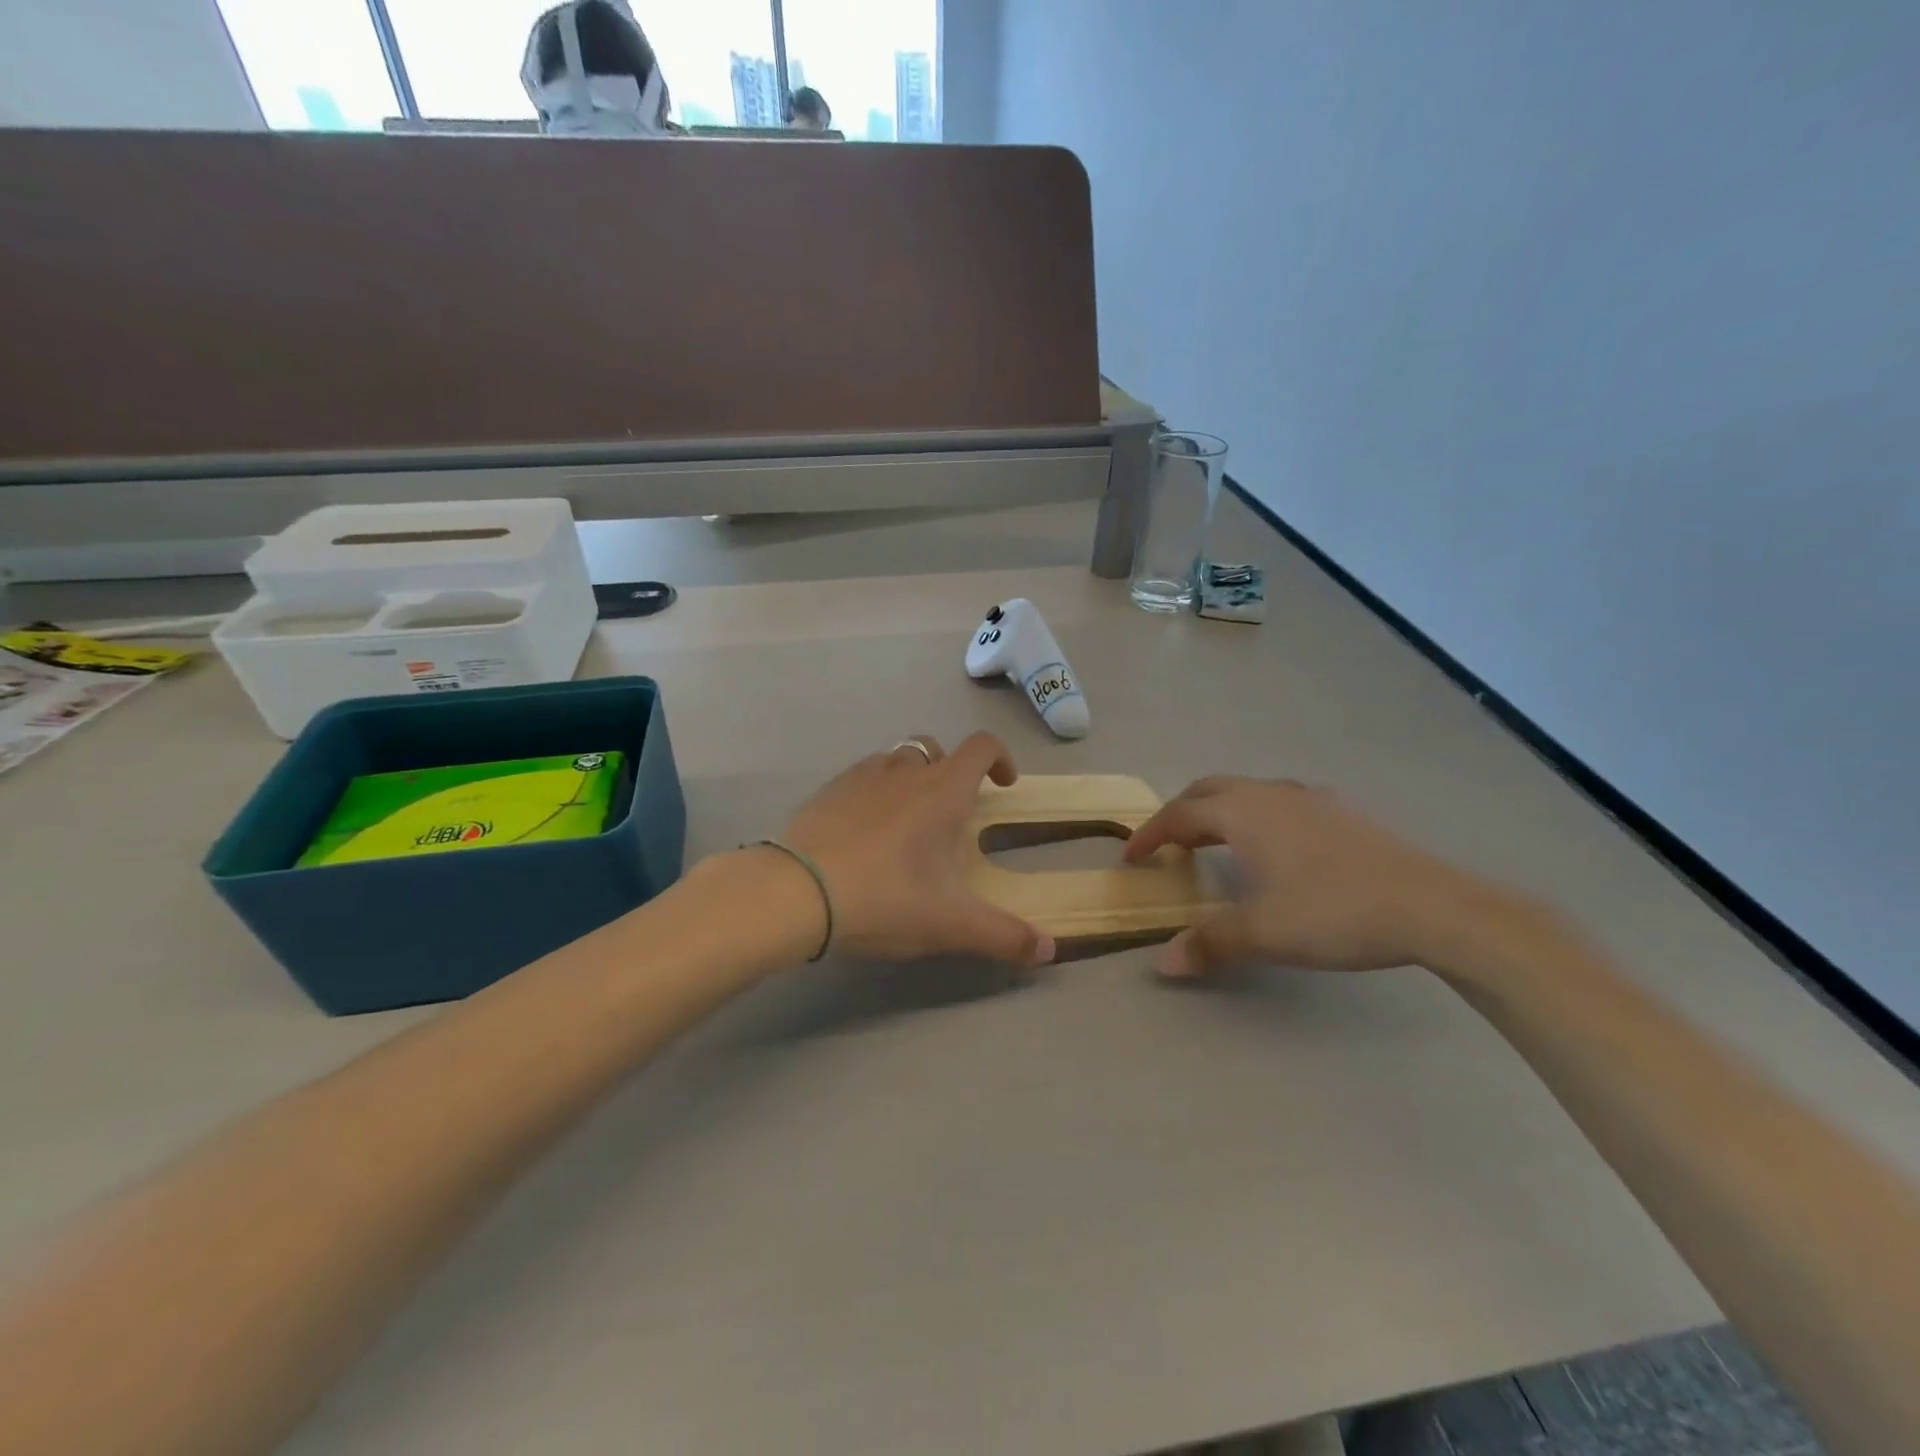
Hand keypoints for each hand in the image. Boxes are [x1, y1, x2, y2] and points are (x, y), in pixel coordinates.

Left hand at [780, 733, 1056, 965]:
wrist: (796, 893)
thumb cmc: (885, 898)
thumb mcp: (951, 924)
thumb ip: (1004, 937)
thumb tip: (1049, 951)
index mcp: (943, 791)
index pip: (982, 747)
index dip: (1001, 758)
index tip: (1004, 785)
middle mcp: (905, 771)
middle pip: (936, 748)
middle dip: (952, 770)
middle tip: (951, 813)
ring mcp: (861, 776)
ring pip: (896, 758)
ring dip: (911, 777)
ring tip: (907, 821)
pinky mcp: (827, 791)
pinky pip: (861, 777)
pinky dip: (873, 791)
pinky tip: (863, 832)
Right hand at [1122, 776, 1499, 976]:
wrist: (1432, 906)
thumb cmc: (1333, 911)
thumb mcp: (1263, 932)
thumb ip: (1209, 943)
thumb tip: (1161, 964)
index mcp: (1243, 812)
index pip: (1179, 814)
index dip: (1150, 834)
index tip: (1131, 857)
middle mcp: (1271, 794)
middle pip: (1210, 790)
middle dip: (1181, 813)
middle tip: (1167, 844)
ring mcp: (1311, 799)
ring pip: (1248, 793)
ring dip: (1220, 812)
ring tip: (1215, 844)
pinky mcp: (1343, 813)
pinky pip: (1280, 803)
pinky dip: (1257, 818)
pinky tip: (1276, 849)